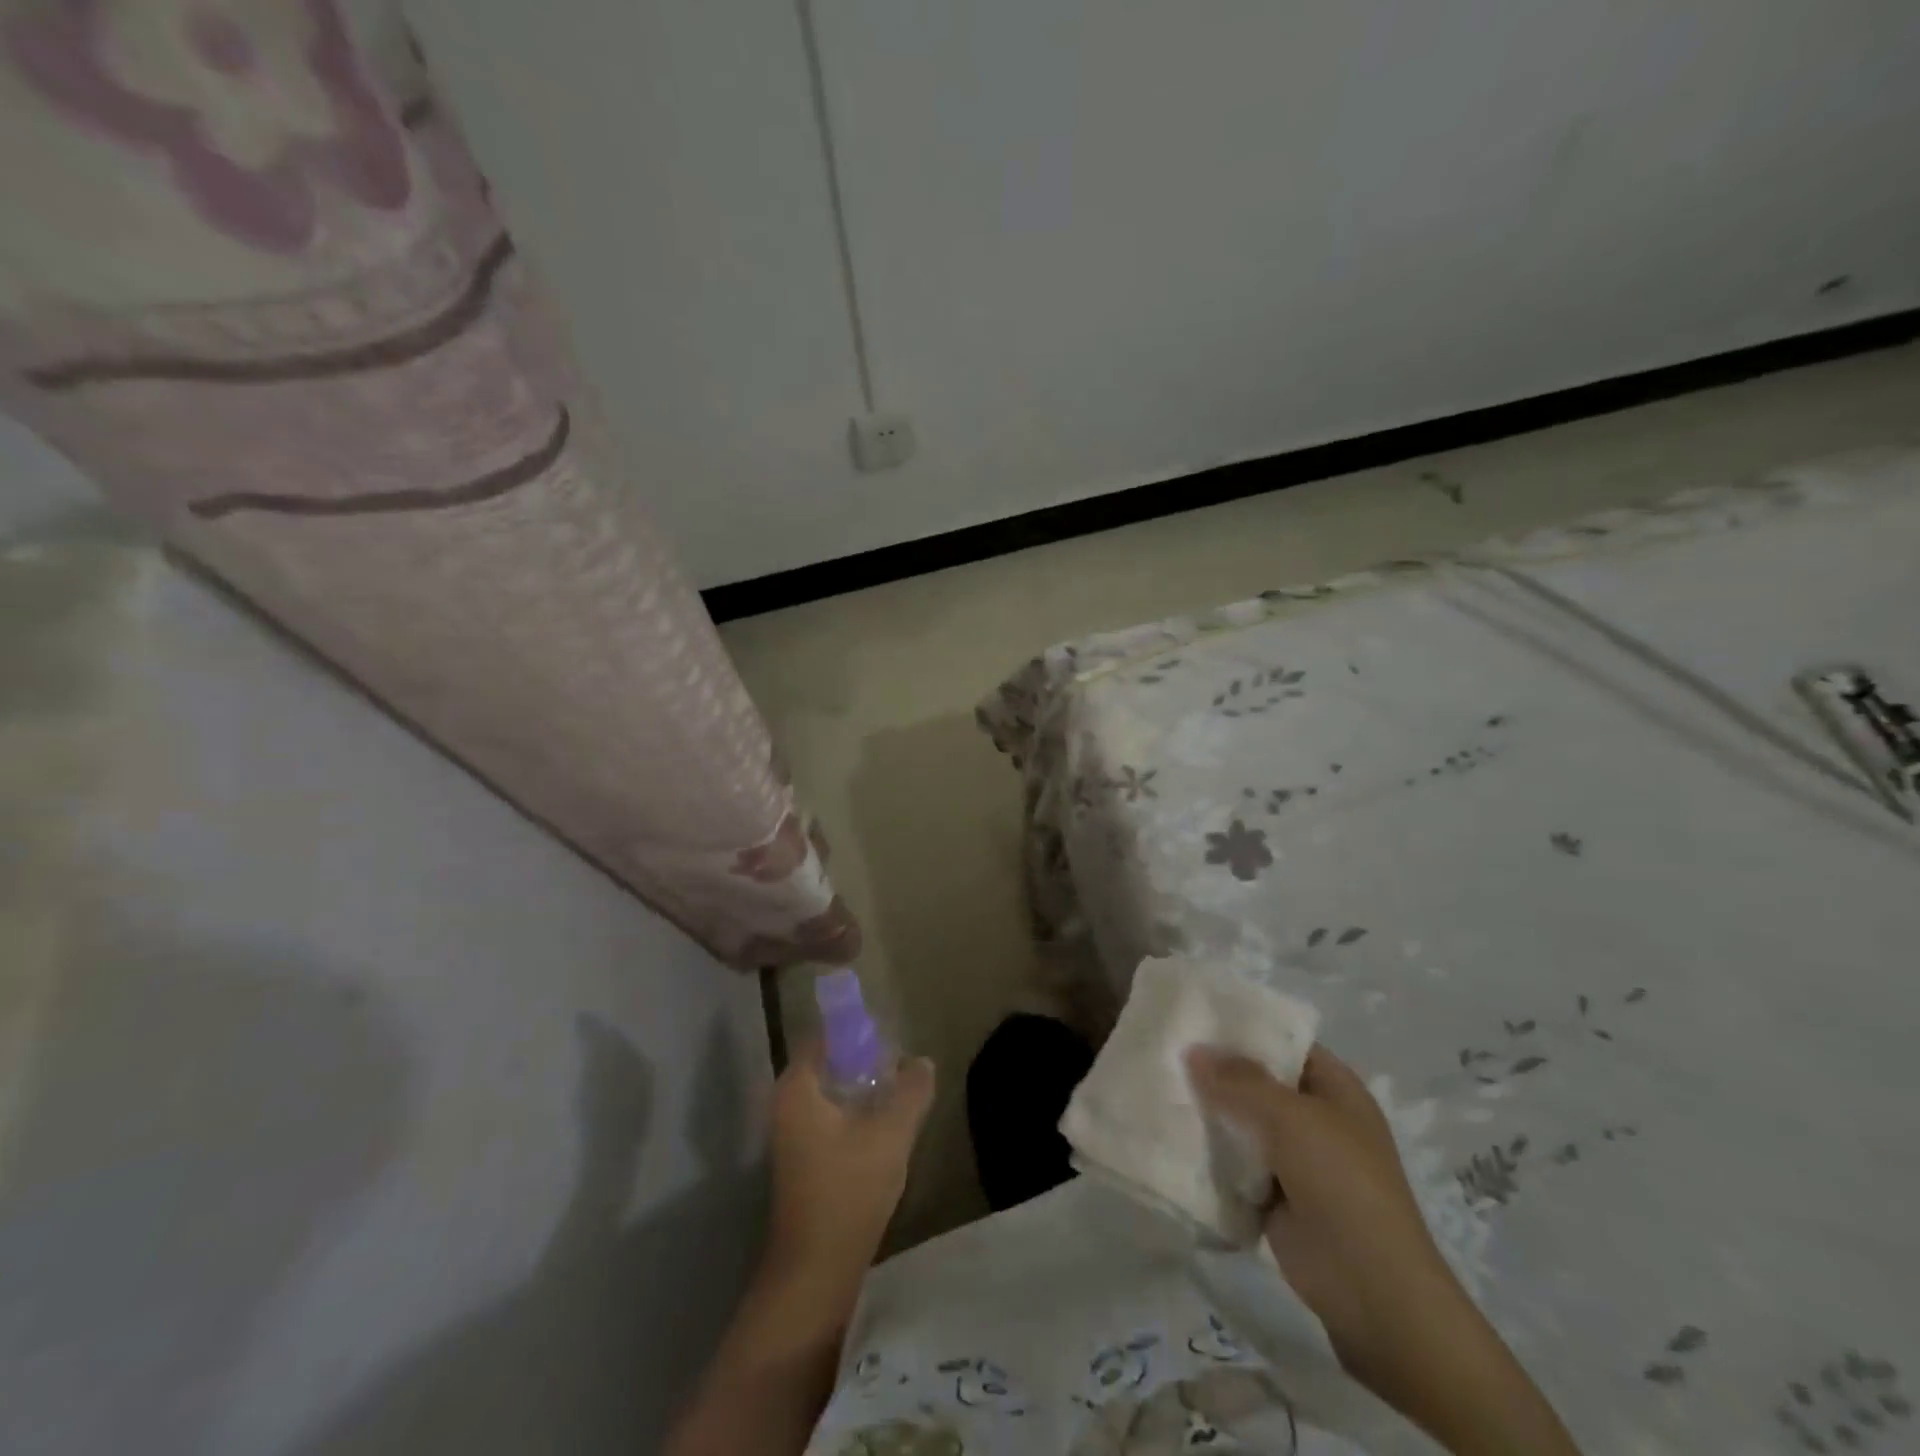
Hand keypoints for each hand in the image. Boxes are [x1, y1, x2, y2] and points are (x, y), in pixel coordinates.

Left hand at [767, 1046, 934, 1284]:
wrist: (816, 1270)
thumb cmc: (848, 1190)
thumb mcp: (891, 1133)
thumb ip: (911, 1090)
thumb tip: (921, 1061)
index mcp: (797, 1087)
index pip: (825, 1035)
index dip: (858, 1029)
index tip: (890, 1034)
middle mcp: (786, 1103)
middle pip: (828, 1062)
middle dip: (865, 1059)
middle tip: (900, 1063)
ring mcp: (790, 1133)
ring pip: (830, 1092)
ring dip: (861, 1088)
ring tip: (898, 1091)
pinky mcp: (801, 1158)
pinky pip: (829, 1116)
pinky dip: (853, 1112)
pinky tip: (883, 1125)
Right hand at [1187, 1045, 1578, 1455]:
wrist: (1373, 1294)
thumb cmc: (1342, 1185)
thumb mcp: (1291, 1119)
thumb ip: (1239, 1081)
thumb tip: (1193, 1050)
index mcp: (1333, 1088)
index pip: (1283, 1041)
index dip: (1243, 1027)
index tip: (1193, 1015)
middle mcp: (1314, 1117)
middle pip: (1257, 1081)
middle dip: (1214, 1070)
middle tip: (1162, 1049)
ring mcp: (1294, 1160)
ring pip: (1241, 1123)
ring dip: (1207, 1112)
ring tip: (1155, 1087)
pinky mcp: (1274, 1197)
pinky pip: (1234, 1163)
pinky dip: (1208, 1154)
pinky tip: (1168, 1137)